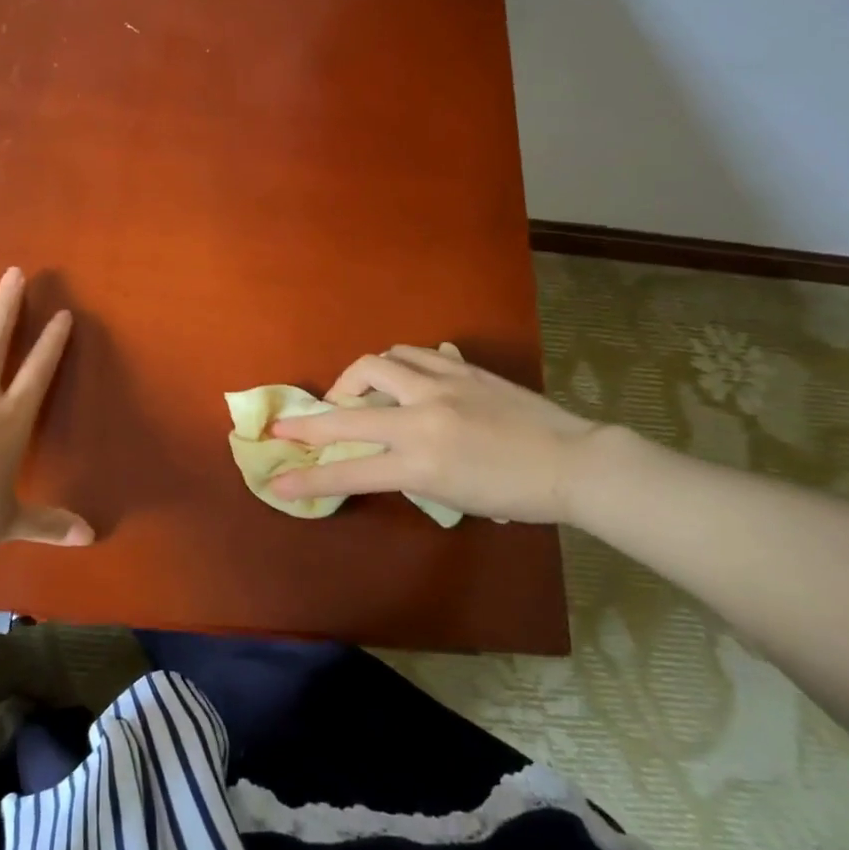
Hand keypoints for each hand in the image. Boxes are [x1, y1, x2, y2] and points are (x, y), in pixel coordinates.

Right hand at [268, 345, 602, 524]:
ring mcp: (440, 386)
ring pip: (376, 365)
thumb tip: (377, 454)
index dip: (308, 479)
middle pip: (347, 415)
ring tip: (354, 394)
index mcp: (421, 462)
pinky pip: (411, 354)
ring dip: (353, 380)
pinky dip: (393, 365)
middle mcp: (422, 418)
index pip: (350, 473)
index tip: (276, 481)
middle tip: (283, 425)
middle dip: (309, 422)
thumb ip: (407, 471)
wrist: (571, 462)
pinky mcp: (458, 368)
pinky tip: (396, 375)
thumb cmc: (514, 494)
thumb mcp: (450, 495)